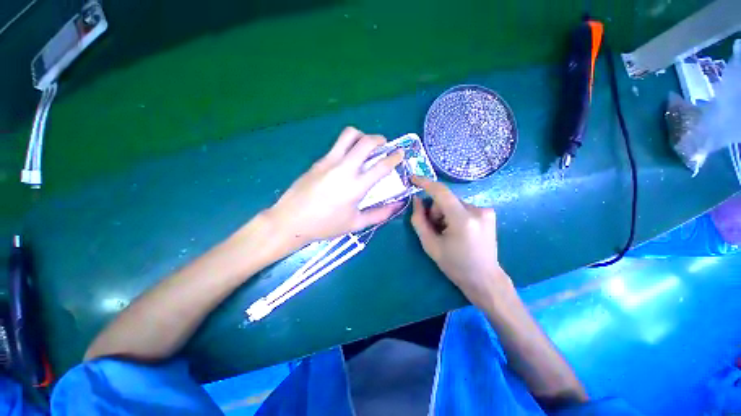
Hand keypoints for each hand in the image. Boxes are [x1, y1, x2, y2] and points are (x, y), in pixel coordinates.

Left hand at [265, 127, 402, 250]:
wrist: (291, 221)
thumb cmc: (325, 226)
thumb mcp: (356, 224)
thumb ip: (380, 214)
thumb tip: (398, 206)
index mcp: (356, 187)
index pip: (381, 166)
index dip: (394, 157)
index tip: (400, 153)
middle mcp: (344, 169)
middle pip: (366, 142)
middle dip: (380, 139)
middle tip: (384, 145)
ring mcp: (329, 162)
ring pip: (349, 135)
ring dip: (362, 136)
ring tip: (366, 146)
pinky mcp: (318, 161)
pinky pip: (337, 145)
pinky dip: (348, 146)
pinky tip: (348, 159)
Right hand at [410, 176, 511, 307]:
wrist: (485, 279)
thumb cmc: (455, 265)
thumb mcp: (430, 245)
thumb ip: (419, 220)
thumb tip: (416, 200)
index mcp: (463, 220)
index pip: (441, 193)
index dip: (425, 183)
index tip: (413, 178)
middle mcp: (478, 210)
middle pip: (445, 200)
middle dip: (436, 211)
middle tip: (436, 229)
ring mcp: (486, 211)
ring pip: (453, 203)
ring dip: (445, 214)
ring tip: (448, 232)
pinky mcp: (488, 213)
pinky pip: (462, 207)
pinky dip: (454, 215)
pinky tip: (458, 230)